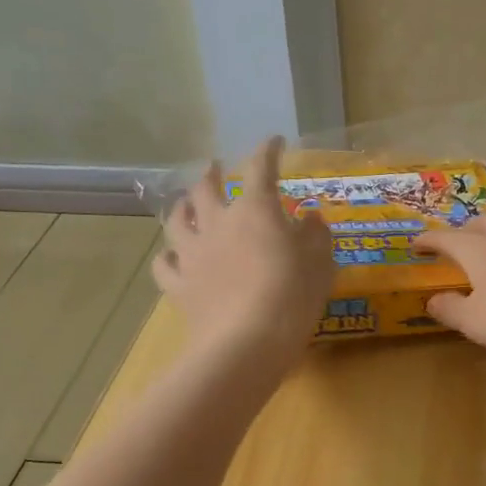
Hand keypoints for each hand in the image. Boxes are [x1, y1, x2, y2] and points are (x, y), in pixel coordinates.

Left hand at [153, 138, 333, 370]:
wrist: (246, 343)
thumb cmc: (292, 297)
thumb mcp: (320, 264)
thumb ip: (316, 236)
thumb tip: (310, 218)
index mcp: (256, 211)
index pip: (260, 169)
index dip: (267, 151)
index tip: (274, 142)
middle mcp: (218, 224)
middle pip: (206, 188)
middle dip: (212, 173)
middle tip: (214, 167)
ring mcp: (193, 254)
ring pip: (177, 220)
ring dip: (181, 206)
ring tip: (184, 203)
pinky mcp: (179, 285)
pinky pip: (164, 264)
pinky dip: (168, 257)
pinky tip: (173, 258)